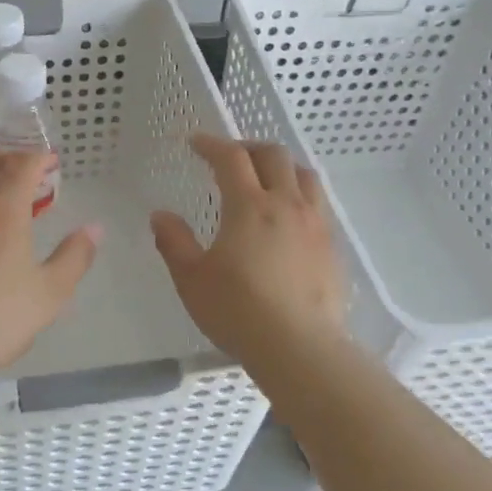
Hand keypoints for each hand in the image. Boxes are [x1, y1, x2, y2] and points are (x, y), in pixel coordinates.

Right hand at [151, 135, 345, 367]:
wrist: (299, 347)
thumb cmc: (237, 311)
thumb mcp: (192, 279)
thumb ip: (174, 242)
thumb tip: (160, 215)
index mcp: (250, 206)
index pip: (231, 158)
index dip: (211, 144)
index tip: (195, 143)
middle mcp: (287, 205)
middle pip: (274, 156)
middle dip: (248, 148)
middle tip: (229, 157)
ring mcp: (315, 225)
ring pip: (304, 176)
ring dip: (281, 167)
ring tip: (265, 179)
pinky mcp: (331, 248)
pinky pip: (318, 205)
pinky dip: (299, 195)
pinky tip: (287, 219)